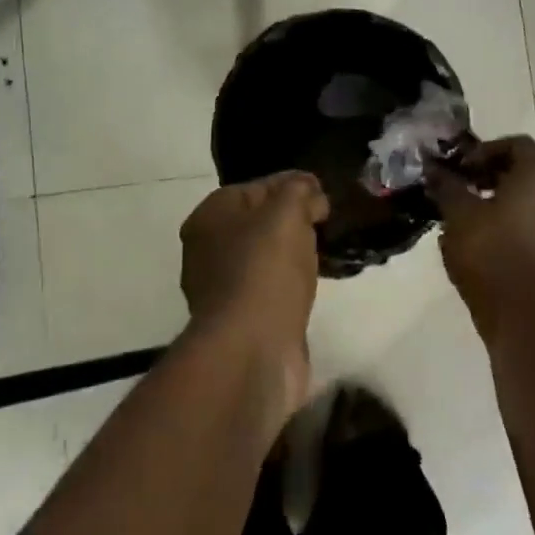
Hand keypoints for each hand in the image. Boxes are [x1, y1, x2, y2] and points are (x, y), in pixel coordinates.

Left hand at [179, 170, 329, 355]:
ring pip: (264, 256)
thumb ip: (299, 191)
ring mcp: (221, 286)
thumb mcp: (287, 213)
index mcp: (209, 216)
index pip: (256, 188)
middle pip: (258, 222)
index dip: (292, 185)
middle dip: (293, 220)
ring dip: (292, 253)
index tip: (325, 193)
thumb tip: (309, 193)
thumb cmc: (265, 271)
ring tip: (327, 251)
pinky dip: (290, 283)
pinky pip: (269, 287)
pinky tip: (314, 283)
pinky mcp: (239, 318)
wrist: (252, 348)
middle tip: (327, 223)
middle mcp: (207, 249)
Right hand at [425, 136, 534, 330]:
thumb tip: (433, 168)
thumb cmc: (486, 248)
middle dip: (493, 172)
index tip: (460, 169)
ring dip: (505, 195)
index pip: (516, 144)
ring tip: (474, 211)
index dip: (484, 151)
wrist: (515, 305)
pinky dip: (518, 216)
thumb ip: (447, 184)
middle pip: (527, 168)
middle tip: (463, 186)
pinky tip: (491, 232)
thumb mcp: (457, 211)